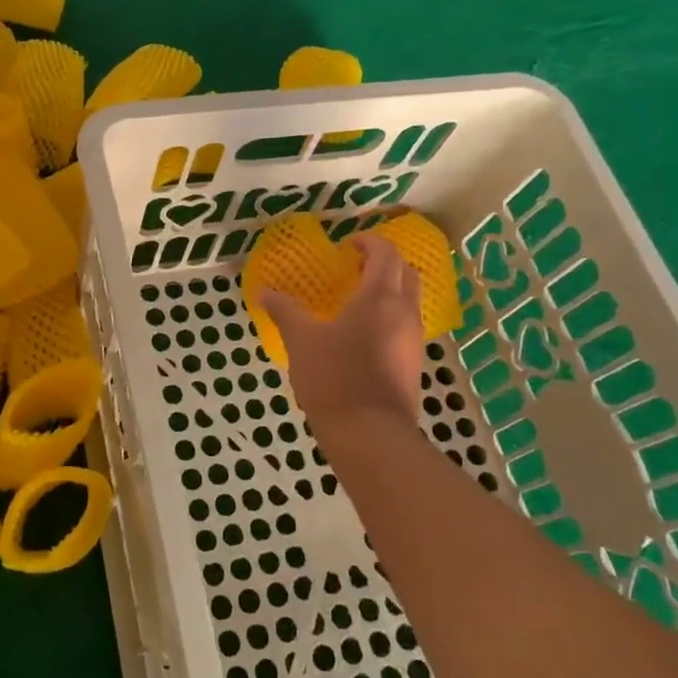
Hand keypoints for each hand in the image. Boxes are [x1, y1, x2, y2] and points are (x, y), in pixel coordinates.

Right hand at [260, 234, 423, 426]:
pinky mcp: (413, 364)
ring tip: (356, 298)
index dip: (368, 242)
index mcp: (379, 298)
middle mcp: (404, 312)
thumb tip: (265, 291)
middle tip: (354, 265)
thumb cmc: (334, 378)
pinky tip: (362, 332)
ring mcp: (413, 340)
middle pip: (406, 272)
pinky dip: (389, 314)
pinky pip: (406, 324)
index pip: (385, 253)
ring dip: (389, 288)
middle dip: (384, 261)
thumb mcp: (301, 340)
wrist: (370, 436)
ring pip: (409, 299)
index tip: (345, 246)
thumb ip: (284, 311)